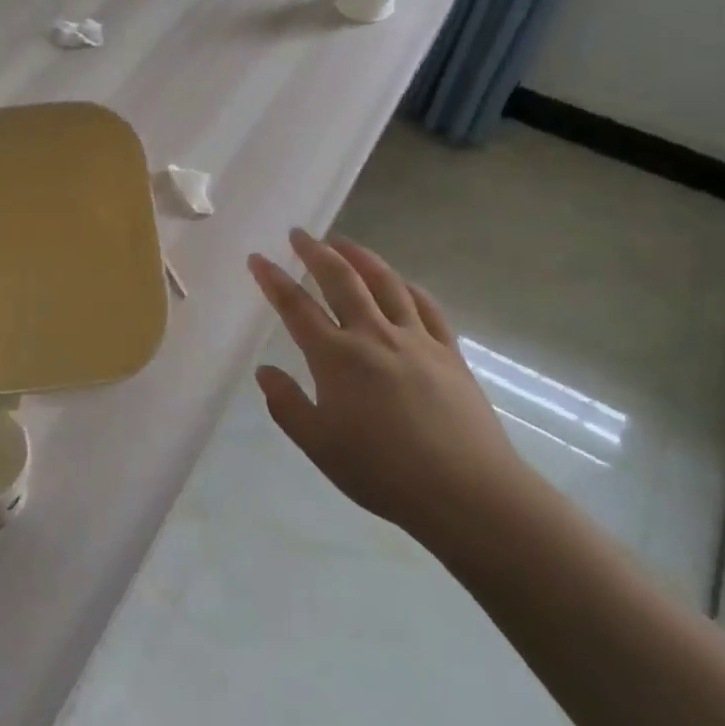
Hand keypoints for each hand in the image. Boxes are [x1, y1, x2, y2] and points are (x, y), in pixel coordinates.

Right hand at [248, 229, 541, 557]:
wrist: (467, 491)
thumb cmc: (383, 473)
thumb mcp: (319, 446)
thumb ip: (287, 405)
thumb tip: (265, 371)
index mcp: (337, 358)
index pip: (296, 307)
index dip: (273, 280)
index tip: (258, 258)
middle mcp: (374, 335)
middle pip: (341, 279)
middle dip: (316, 252)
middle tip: (300, 233)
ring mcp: (416, 339)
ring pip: (385, 283)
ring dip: (361, 256)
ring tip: (344, 242)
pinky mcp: (449, 351)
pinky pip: (426, 306)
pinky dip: (408, 287)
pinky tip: (401, 283)